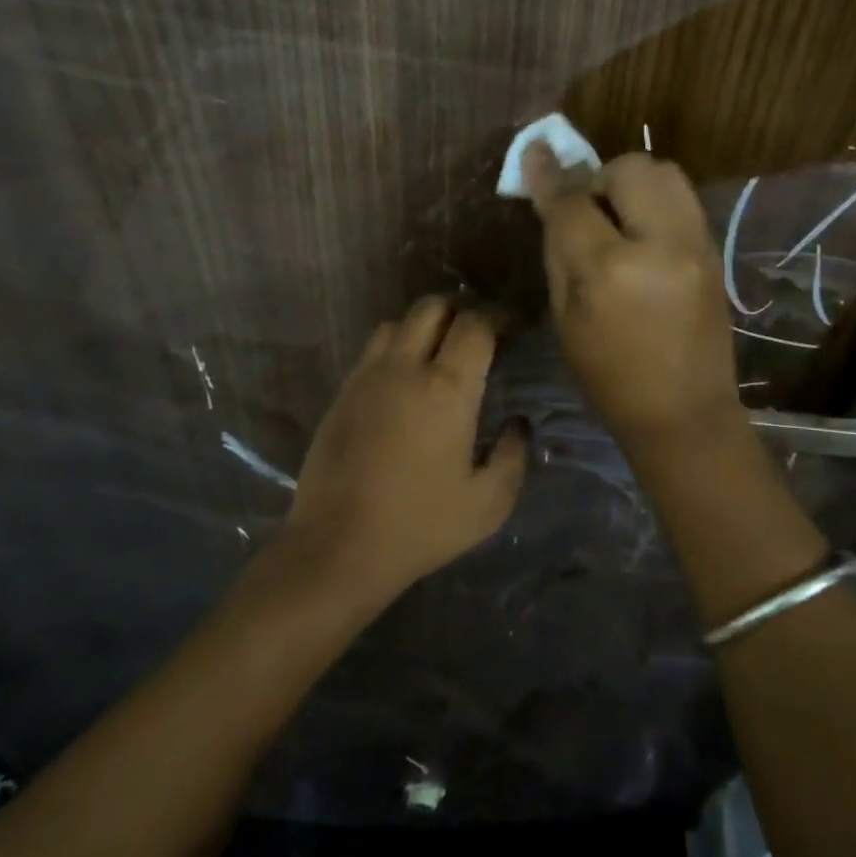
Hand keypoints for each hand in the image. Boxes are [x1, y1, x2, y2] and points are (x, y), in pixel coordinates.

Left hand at [278, 296, 527, 606]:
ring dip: (423, 327)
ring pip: (397, 323)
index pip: (476, 324)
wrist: (337, 548)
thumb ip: (513, 455)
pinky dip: (395, 349)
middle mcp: (405, 368)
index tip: (512, 330)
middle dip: (460, 311)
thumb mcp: (489, 503)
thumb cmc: (421, 526)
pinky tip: (403, 382)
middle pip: (432, 307)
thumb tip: (518, 424)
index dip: (498, 318)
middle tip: (477, 337)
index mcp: (446, 388)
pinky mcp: (341, 394)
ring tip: (438, 354)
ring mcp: (366, 377)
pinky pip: (372, 350)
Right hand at [522, 141, 743, 446]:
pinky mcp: (713, 250)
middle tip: (587, 210)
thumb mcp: (566, 319)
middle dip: (600, 178)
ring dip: (631, 183)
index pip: (573, 202)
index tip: (534, 152)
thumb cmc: (609, 378)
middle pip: (629, 168)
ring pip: (664, 172)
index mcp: (611, 271)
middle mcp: (660, 244)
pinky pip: (681, 198)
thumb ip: (558, 251)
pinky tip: (642, 234)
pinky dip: (655, 201)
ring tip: (618, 219)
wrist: (685, 413)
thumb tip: (551, 199)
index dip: (548, 176)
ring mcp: (696, 244)